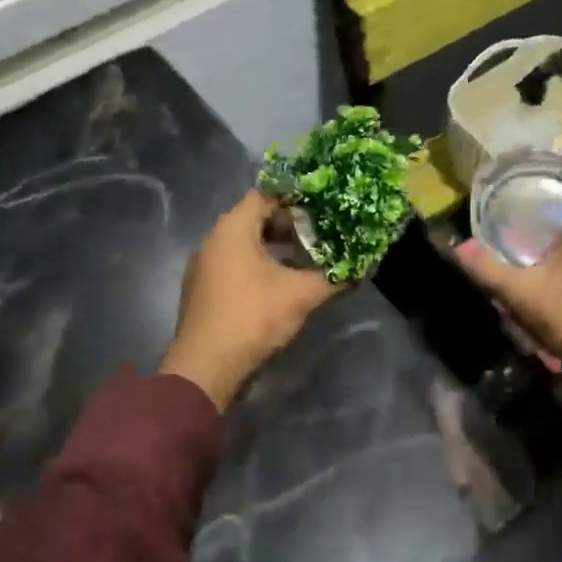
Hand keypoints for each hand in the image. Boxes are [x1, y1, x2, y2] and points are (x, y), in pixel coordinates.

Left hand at [161, 191, 343, 409]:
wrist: (205, 366)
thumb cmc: (253, 316)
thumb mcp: (301, 294)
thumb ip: (333, 277)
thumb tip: (359, 267)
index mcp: (232, 228)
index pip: (266, 195)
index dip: (296, 199)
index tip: (322, 208)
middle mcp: (212, 239)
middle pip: (254, 218)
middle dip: (288, 225)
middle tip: (319, 234)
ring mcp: (203, 265)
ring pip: (243, 244)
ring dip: (273, 248)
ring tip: (304, 260)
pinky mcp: (202, 289)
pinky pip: (233, 264)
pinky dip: (256, 266)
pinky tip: (278, 285)